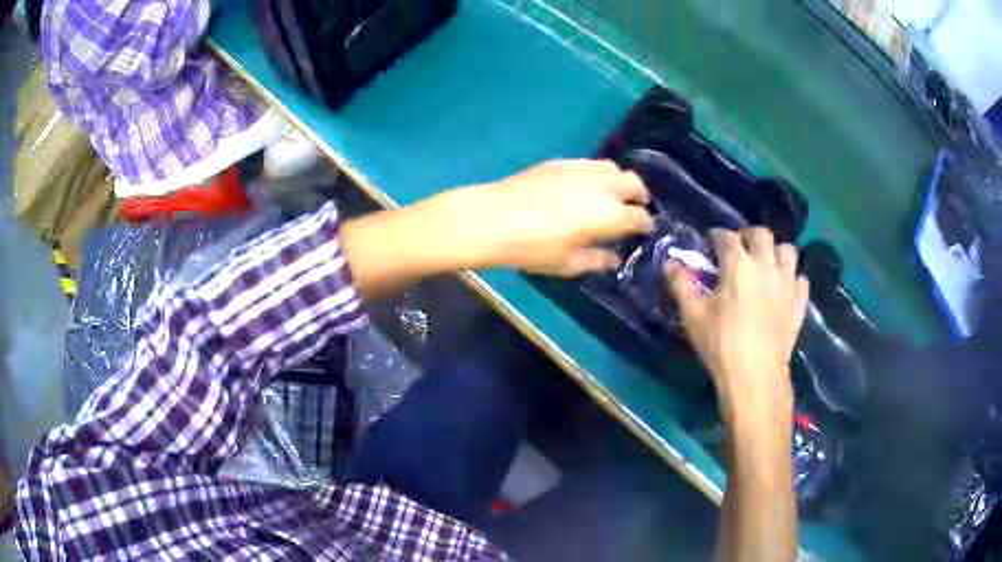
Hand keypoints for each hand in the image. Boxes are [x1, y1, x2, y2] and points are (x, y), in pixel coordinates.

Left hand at [479, 159, 655, 276]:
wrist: (494, 219)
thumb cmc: (534, 248)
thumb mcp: (569, 264)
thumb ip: (598, 260)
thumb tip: (614, 259)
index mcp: (610, 215)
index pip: (640, 217)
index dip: (646, 225)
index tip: (645, 231)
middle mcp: (603, 186)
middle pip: (634, 183)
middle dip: (640, 196)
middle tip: (635, 209)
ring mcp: (582, 169)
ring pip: (613, 168)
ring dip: (621, 181)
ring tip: (613, 195)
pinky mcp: (562, 162)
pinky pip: (591, 163)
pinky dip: (599, 174)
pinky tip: (587, 185)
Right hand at [665, 228, 809, 424]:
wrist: (755, 375)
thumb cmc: (721, 344)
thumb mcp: (693, 315)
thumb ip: (681, 284)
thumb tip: (670, 262)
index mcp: (738, 264)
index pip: (727, 236)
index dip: (717, 234)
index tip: (711, 240)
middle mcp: (766, 265)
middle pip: (762, 234)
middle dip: (749, 235)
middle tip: (740, 249)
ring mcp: (787, 282)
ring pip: (788, 250)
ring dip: (776, 252)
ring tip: (766, 263)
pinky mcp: (799, 302)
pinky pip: (801, 278)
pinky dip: (792, 278)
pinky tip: (783, 288)